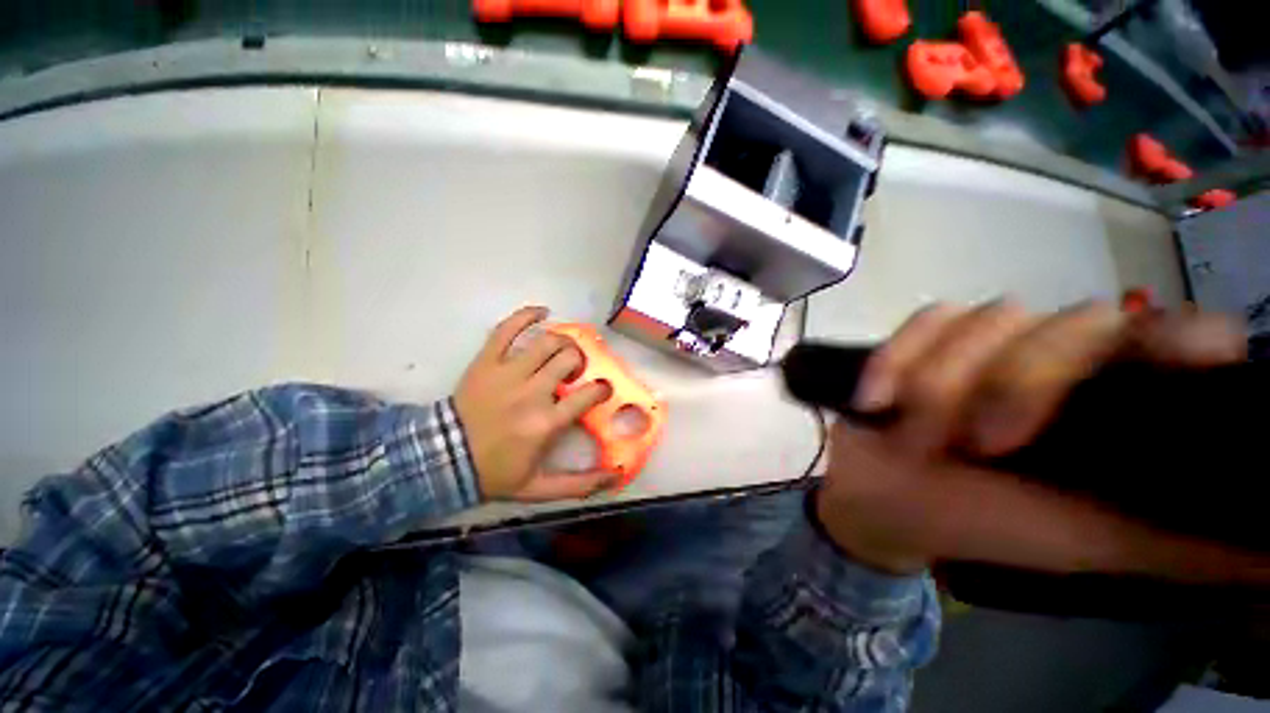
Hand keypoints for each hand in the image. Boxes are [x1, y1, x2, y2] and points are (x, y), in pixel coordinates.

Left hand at [455, 306, 614, 501]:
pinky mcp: (487, 360)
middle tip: (576, 372)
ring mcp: (508, 372)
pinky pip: (507, 328)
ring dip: (564, 342)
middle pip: (570, 360)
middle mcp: (532, 392)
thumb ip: (579, 485)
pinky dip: (527, 315)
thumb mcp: (539, 488)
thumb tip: (615, 477)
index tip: (601, 390)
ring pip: (548, 342)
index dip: (602, 388)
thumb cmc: (495, 472)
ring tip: (563, 352)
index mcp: (547, 422)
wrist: (443, 459)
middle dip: (581, 362)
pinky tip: (543, 312)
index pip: (589, 394)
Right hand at [816, 300, 1260, 581]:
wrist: (891, 501)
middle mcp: (1064, 362)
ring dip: (943, 381)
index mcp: (1115, 405)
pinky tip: (878, 399)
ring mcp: (990, 346)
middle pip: (1075, 322)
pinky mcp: (926, 342)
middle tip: (977, 443)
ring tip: (916, 433)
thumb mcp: (1095, 545)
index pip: (1176, 339)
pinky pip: (922, 323)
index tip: (1164, 361)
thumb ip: (1193, 545)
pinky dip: (896, 359)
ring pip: (990, 318)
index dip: (1179, 340)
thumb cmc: (990, 527)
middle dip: (1017, 382)